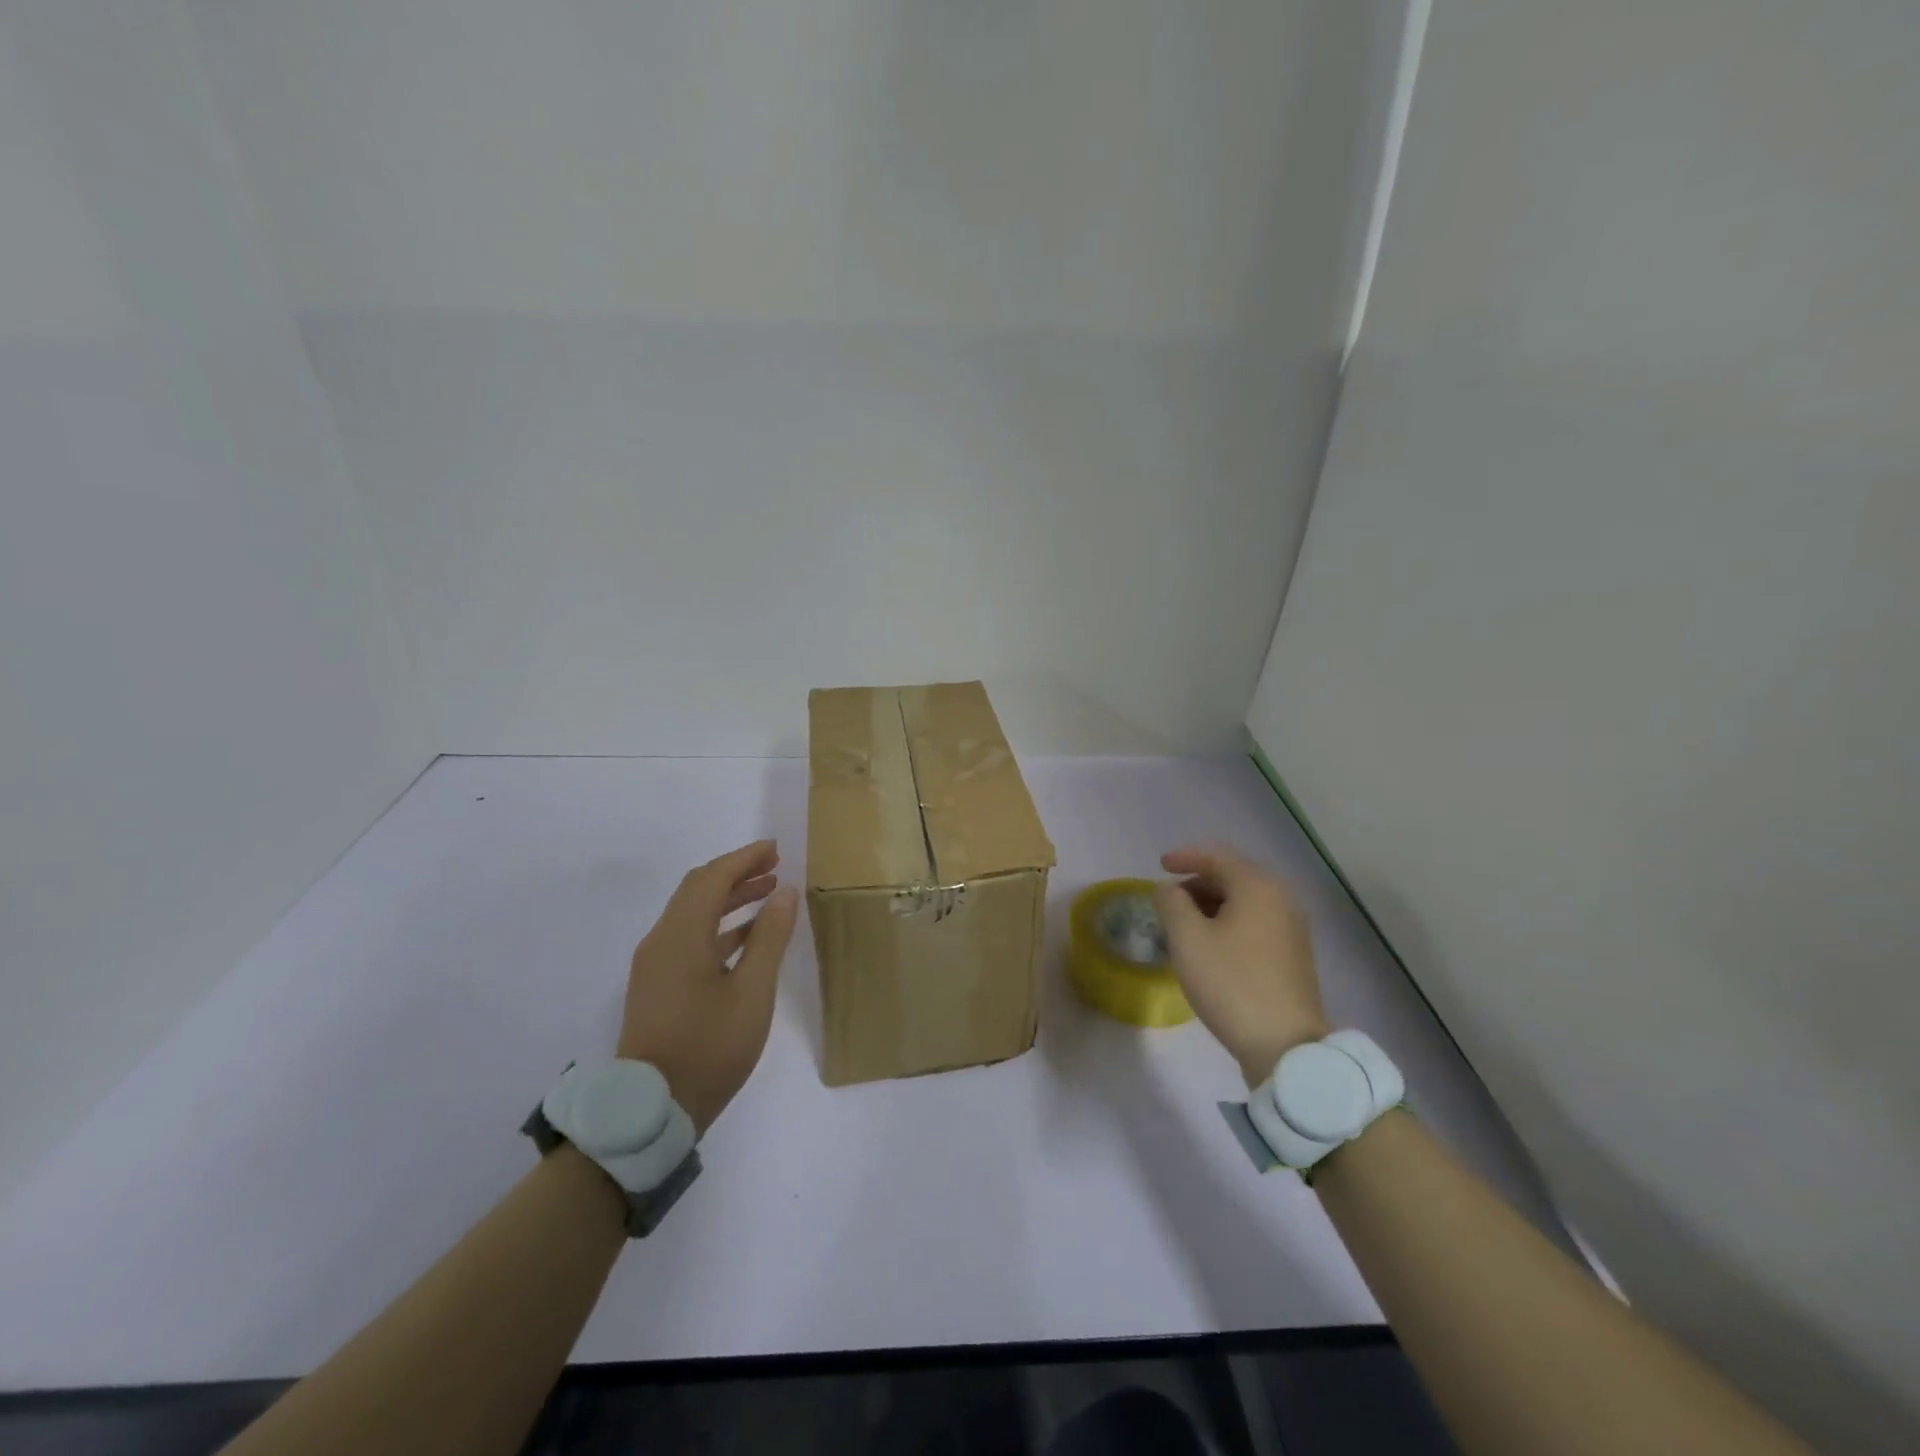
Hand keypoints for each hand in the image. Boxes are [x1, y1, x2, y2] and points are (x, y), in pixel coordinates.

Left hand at [617, 840, 799, 1132]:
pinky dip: (718, 924)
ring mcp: (655, 963)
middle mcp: (662, 940)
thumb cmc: (709, 1048)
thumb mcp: (752, 992)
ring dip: (729, 897)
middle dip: (736, 872)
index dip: (745, 858)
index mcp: (682, 936)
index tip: (775, 849)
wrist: (652, 1110)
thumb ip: (770, 937)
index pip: (713, 878)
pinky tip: (747, 935)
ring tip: (768, 893)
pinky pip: (688, 936)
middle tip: (774, 865)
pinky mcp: (657, 984)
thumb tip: (785, 892)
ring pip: (692, 912)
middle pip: (698, 889)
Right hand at [1155, 844, 1330, 1085]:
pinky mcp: (1293, 954)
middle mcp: (1281, 899)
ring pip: (1244, 901)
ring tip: (1184, 924)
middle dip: (1197, 883)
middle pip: (1233, 876)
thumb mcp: (1188, 939)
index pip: (1217, 856)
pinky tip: (1210, 945)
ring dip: (1212, 905)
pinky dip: (1229, 922)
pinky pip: (1255, 922)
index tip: (1160, 866)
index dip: (1185, 857)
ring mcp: (1292, 927)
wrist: (1286, 1046)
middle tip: (1169, 900)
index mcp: (1258, 887)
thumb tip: (1167, 888)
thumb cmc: (1231, 983)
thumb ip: (1171, 903)